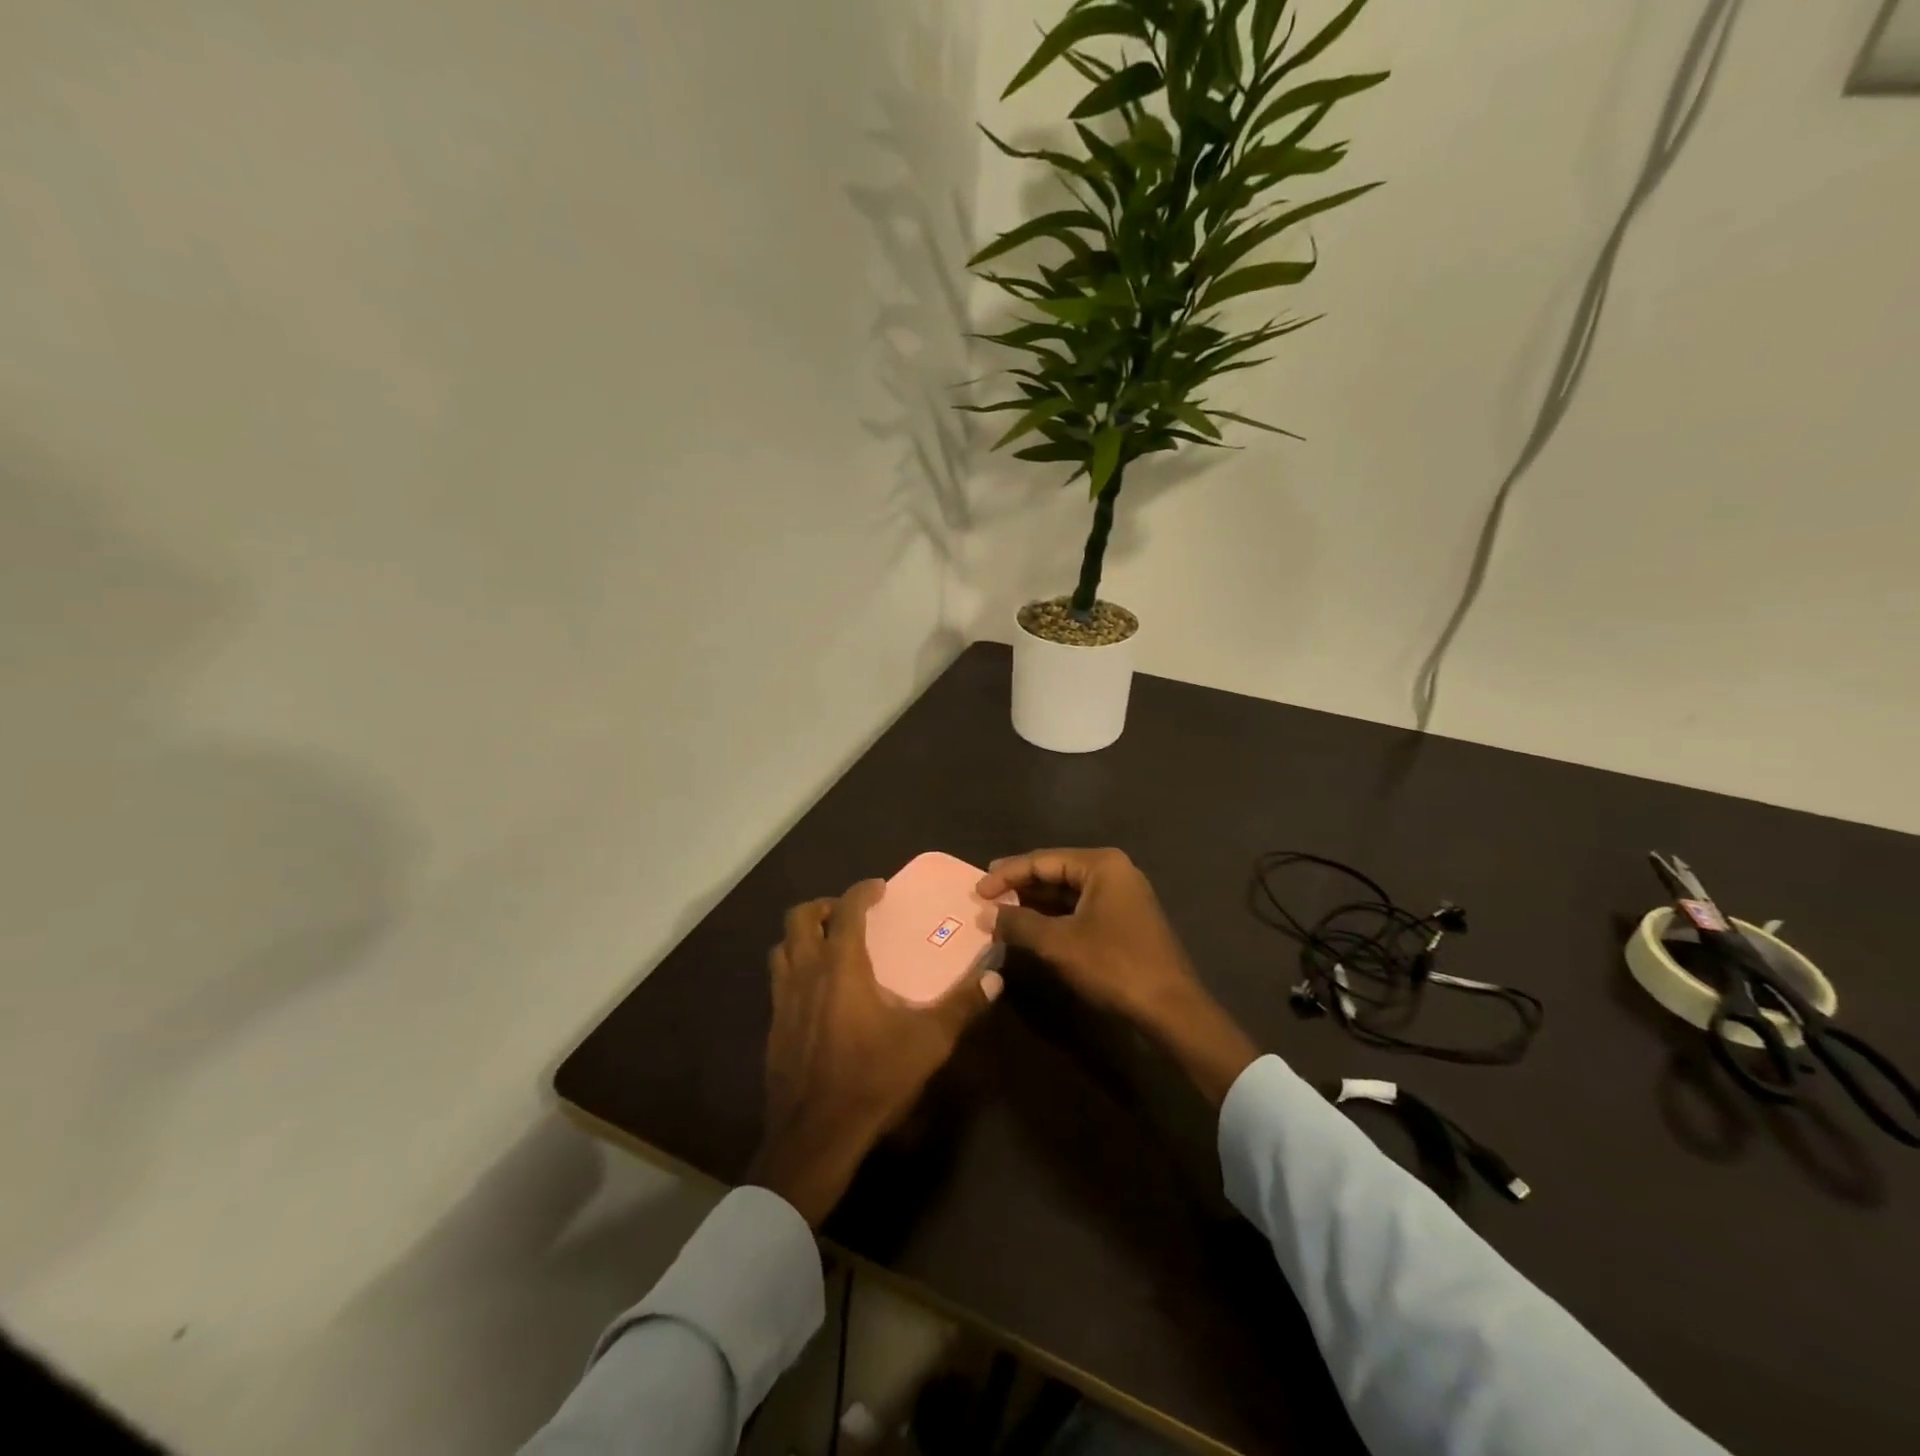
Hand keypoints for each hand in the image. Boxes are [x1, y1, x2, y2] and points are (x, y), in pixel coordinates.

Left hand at [745, 879, 1000, 1224]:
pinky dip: (794, 970)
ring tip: (828, 946)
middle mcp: (806, 972)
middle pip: (800, 918)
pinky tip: (816, 995)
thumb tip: (995, 977)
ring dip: (803, 937)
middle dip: (825, 907)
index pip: (848, 910)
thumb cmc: (872, 1079)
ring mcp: (782, 1000)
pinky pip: (778, 981)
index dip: (862, 891)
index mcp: (841, 966)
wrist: (815, 1137)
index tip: (878, 888)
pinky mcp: (772, 1028)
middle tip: (849, 914)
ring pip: (782, 948)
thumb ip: (961, 1006)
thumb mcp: (928, 1042)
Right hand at [977, 847, 1200, 1024]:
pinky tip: (1030, 928)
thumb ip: (1018, 923)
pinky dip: (1053, 917)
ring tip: (1000, 913)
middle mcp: (1113, 871)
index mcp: (1101, 864)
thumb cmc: (1114, 965)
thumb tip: (984, 914)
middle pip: (1055, 872)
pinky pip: (1079, 908)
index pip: (1042, 860)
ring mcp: (1121, 895)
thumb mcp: (1058, 943)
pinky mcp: (1123, 919)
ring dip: (1034, 903)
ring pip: (1067, 892)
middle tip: (984, 897)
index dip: (1006, 875)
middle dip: (1019, 886)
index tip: (976, 890)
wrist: (1170, 1008)